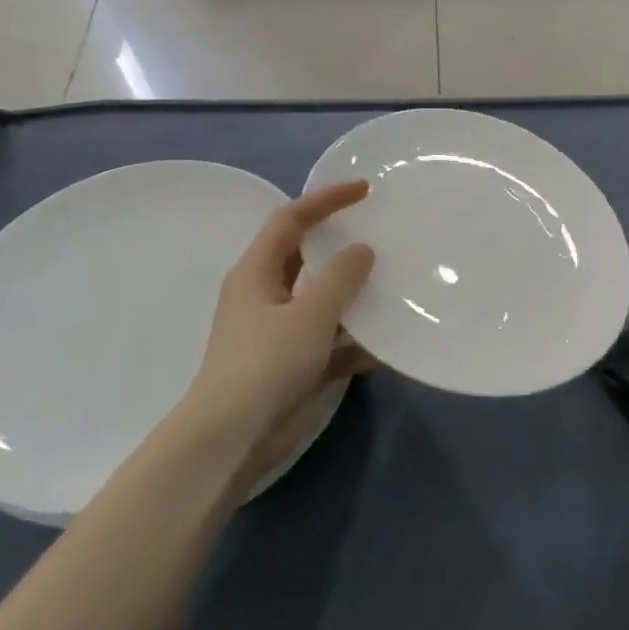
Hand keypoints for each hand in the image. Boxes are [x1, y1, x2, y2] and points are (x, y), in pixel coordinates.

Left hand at [177, 181, 375, 450]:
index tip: (364, 190)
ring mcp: (279, 332)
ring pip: (322, 300)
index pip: (290, 219)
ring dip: (354, 295)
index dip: (325, 199)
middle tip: (381, 233)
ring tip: (396, 283)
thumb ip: (340, 278)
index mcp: (257, 272)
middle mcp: (265, 295)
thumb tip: (363, 250)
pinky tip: (391, 346)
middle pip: (306, 256)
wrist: (232, 439)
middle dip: (341, 244)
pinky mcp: (293, 366)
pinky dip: (357, 342)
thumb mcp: (309, 313)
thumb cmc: (265, 364)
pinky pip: (332, 343)